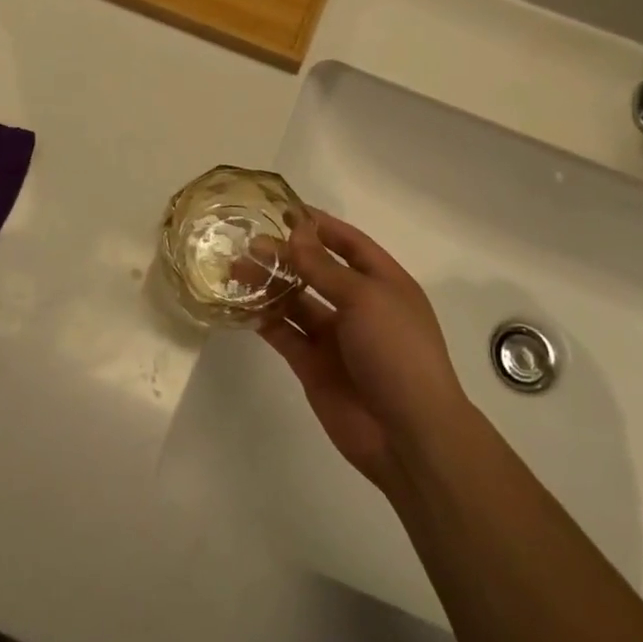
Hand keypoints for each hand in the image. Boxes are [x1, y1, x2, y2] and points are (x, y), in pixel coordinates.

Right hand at [257, 210, 469, 495]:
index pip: (350, 243)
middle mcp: (359, 306)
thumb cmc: (396, 352)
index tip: (283, 209)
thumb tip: (295, 233)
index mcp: (383, 283)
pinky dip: (264, 319)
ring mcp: (335, 337)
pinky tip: (240, 304)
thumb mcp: (364, 299)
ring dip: (269, 285)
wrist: (407, 433)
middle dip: (286, 255)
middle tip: (248, 242)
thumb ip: (324, 267)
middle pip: (317, 271)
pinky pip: (285, 334)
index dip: (319, 225)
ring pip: (296, 302)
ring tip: (235, 268)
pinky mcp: (312, 365)